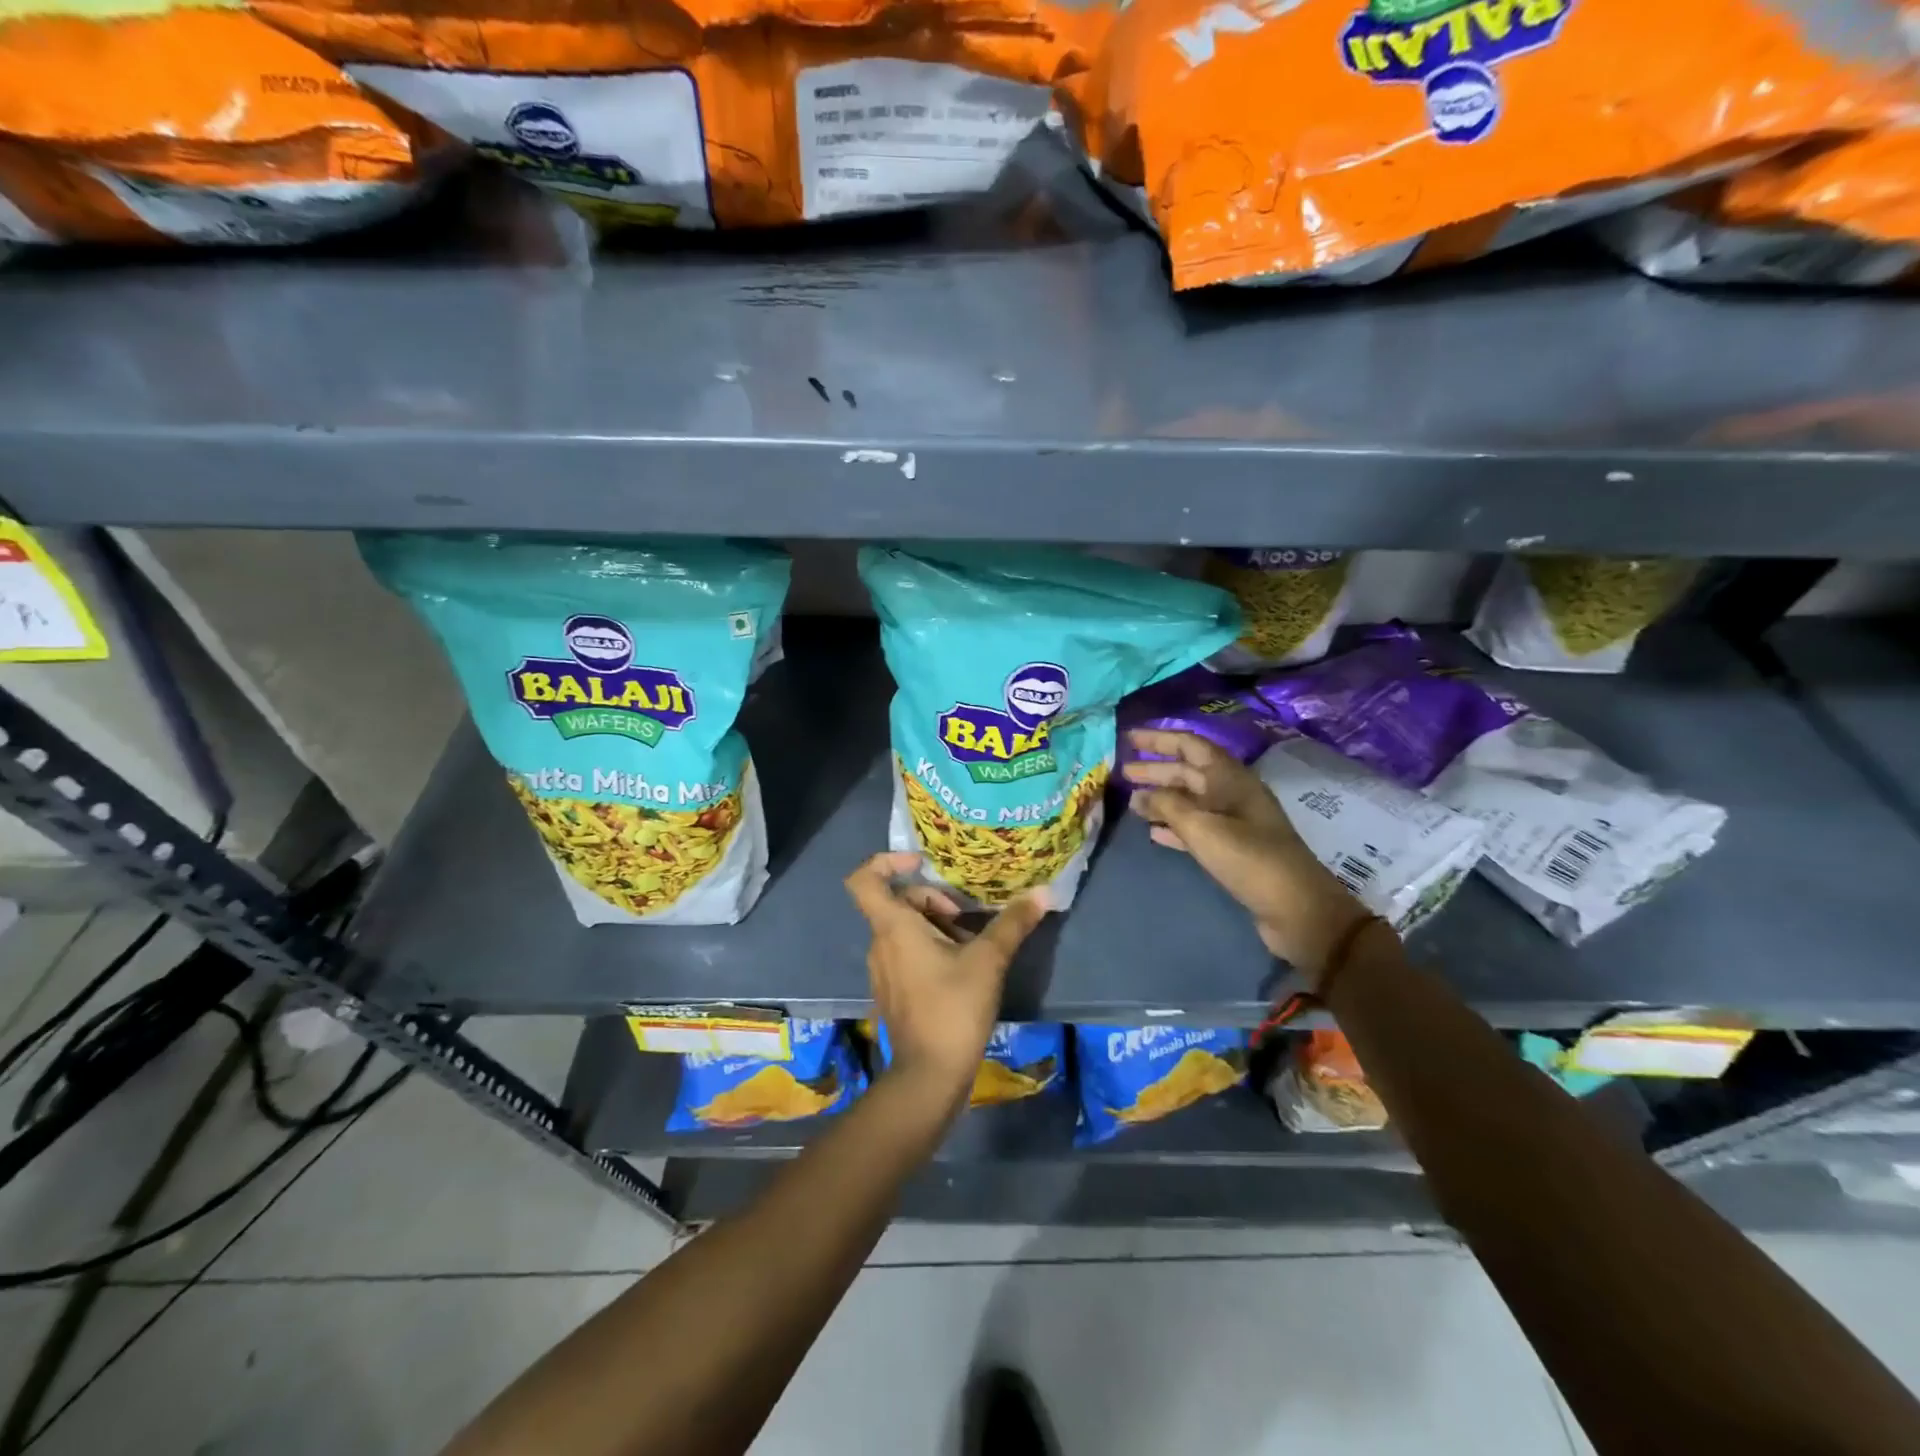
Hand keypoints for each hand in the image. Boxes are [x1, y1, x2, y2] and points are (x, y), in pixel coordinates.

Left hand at [844, 852, 1050, 1109]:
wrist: (929, 1076)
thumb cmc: (953, 1009)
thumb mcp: (988, 961)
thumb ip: (1013, 923)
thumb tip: (1043, 892)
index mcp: (893, 928)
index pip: (865, 880)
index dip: (887, 861)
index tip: (922, 863)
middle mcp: (880, 944)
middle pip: (898, 903)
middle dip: (933, 900)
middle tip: (966, 917)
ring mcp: (883, 970)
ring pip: (905, 929)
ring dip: (937, 926)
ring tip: (973, 943)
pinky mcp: (893, 991)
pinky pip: (906, 953)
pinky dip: (931, 949)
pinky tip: (963, 969)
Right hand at [1123, 730, 1368, 989]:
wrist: (1297, 908)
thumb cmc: (1249, 858)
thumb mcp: (1202, 827)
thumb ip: (1167, 806)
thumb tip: (1140, 794)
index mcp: (1230, 777)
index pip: (1190, 745)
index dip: (1159, 738)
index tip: (1129, 738)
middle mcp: (1233, 793)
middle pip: (1188, 771)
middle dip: (1156, 770)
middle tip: (1122, 772)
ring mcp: (1235, 821)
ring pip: (1190, 800)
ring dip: (1162, 798)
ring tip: (1132, 801)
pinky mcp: (1234, 848)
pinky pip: (1197, 828)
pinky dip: (1174, 827)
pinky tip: (1153, 833)